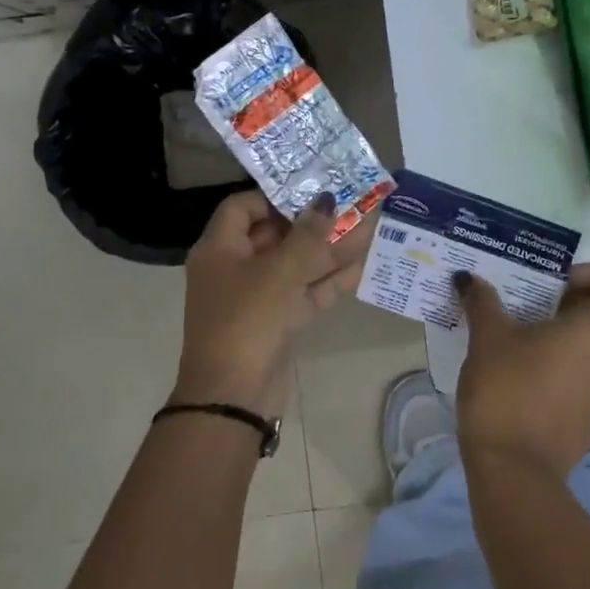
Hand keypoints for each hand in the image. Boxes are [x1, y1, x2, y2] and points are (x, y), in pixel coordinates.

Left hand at [175, 191, 367, 416]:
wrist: (233, 398)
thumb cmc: (247, 320)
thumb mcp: (280, 272)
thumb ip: (308, 234)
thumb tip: (326, 199)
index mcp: (220, 249)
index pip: (243, 207)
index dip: (275, 196)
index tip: (311, 191)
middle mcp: (234, 268)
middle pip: (275, 235)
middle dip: (313, 223)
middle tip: (350, 207)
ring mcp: (256, 298)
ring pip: (295, 266)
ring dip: (329, 251)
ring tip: (369, 231)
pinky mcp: (276, 322)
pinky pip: (303, 292)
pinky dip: (328, 280)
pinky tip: (361, 265)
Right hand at [454, 260, 589, 478]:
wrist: (514, 471)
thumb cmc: (508, 390)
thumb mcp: (489, 336)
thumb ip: (483, 300)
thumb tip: (466, 278)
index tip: (561, 283)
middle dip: (583, 299)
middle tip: (543, 301)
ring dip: (578, 329)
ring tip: (533, 330)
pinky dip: (575, 358)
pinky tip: (532, 364)